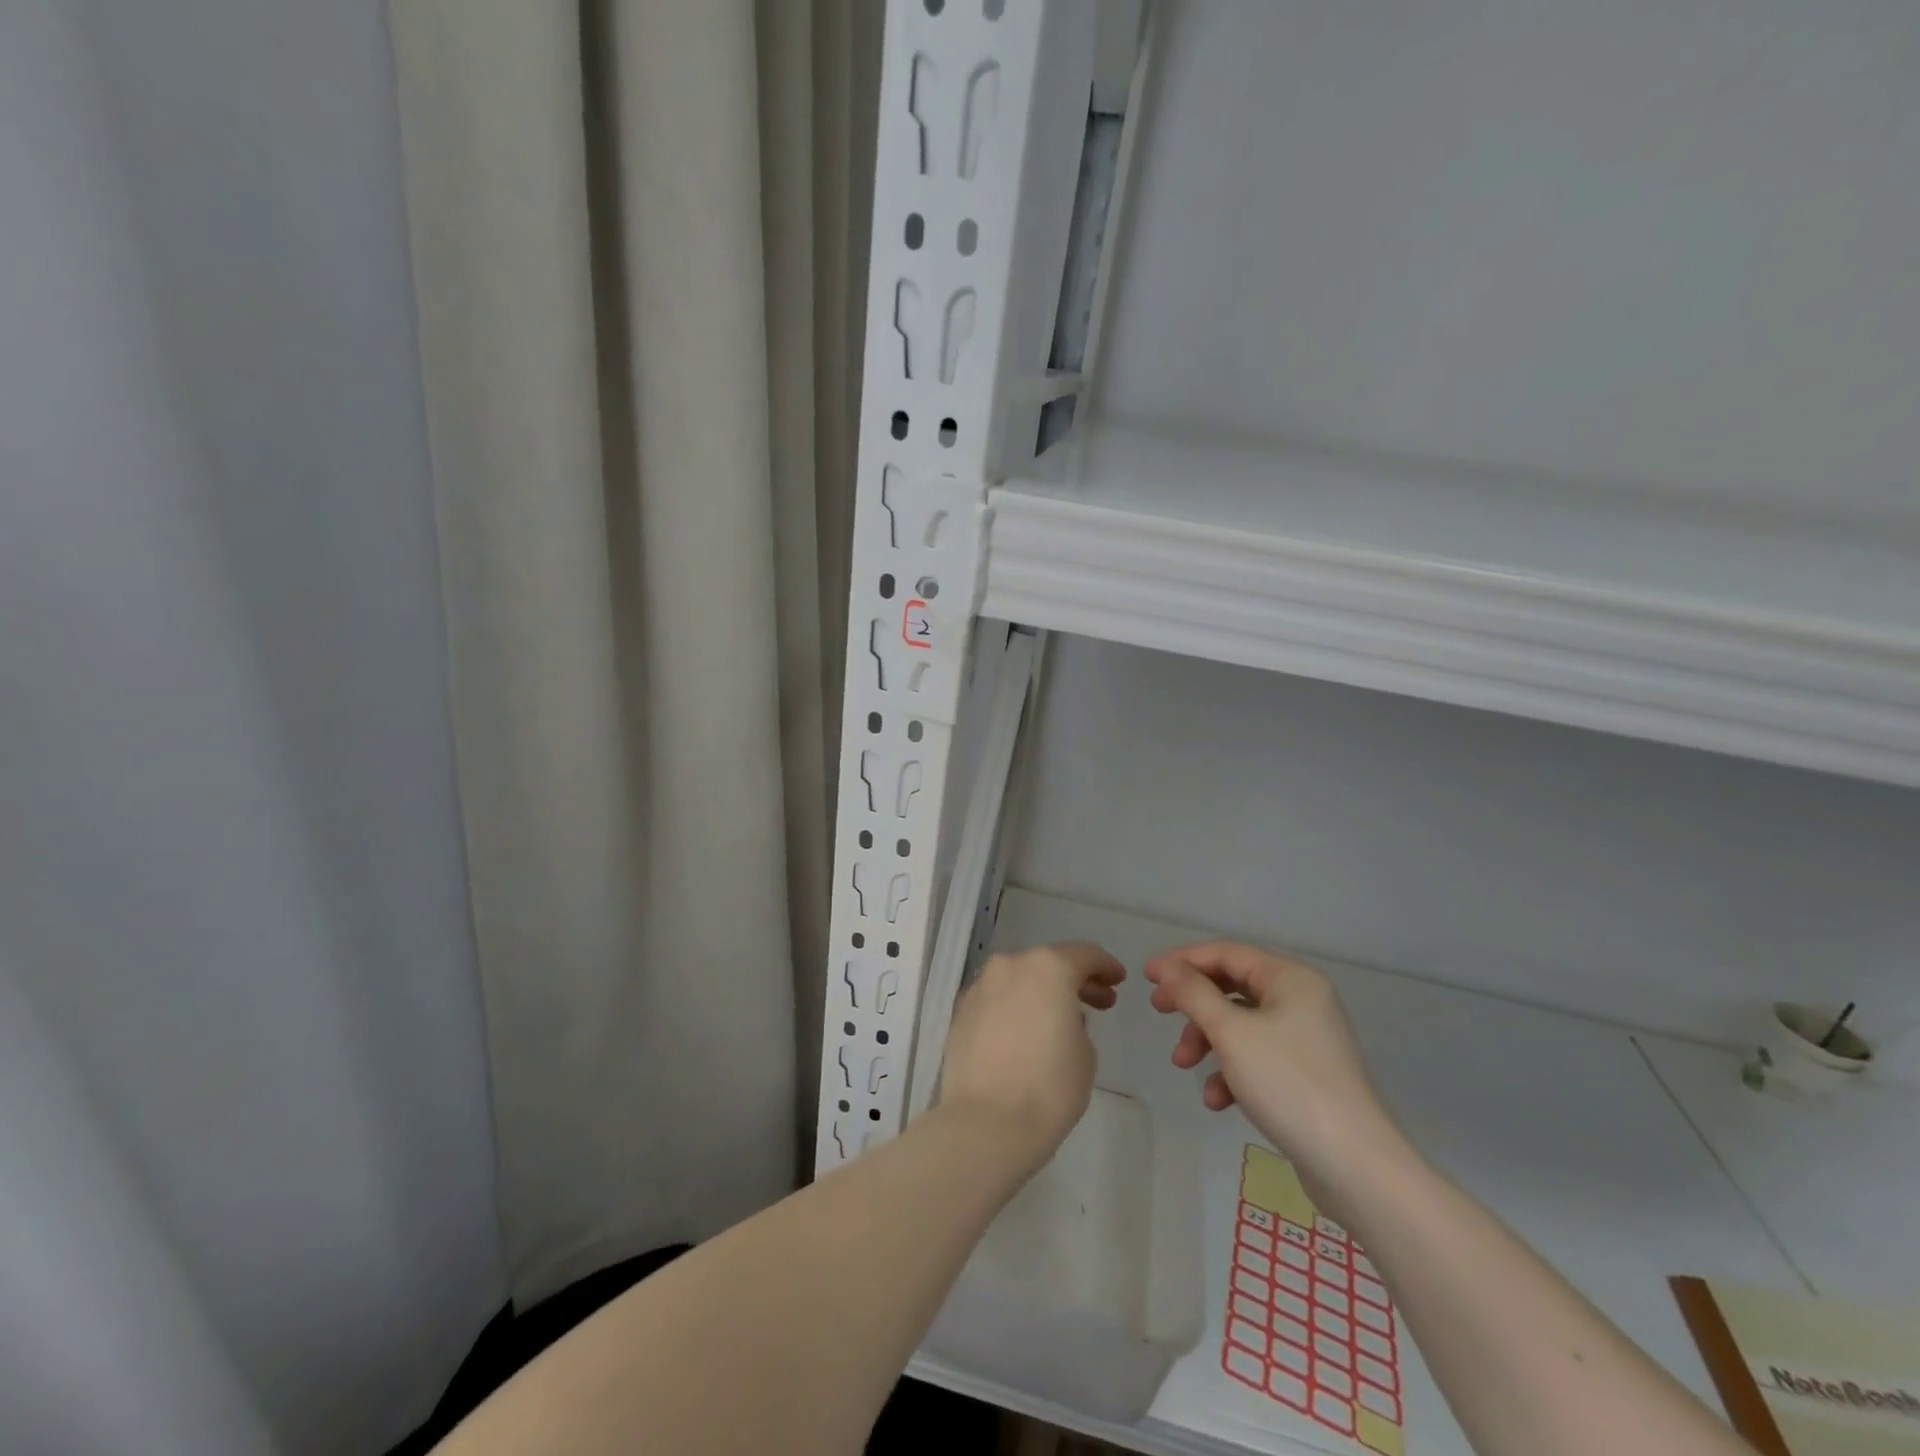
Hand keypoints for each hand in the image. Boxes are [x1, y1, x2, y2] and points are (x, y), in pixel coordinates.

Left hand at [940, 941, 1124, 1170]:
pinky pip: (997, 1000)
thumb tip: (1062, 1017)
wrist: (986, 1122)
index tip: (1117, 980)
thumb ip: (1078, 1023)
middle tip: (1099, 1002)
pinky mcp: (961, 1011)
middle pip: (1048, 963)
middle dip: (1074, 980)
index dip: (1105, 966)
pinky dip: (1014, 1007)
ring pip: (1018, 979)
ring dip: (1040, 992)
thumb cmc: (1049, 1086)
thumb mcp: (1085, 1053)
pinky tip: (1024, 1032)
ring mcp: (981, 986)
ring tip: (1059, 1019)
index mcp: (1048, 967)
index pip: (1084, 955)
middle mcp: (1010, 966)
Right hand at [1145, 942, 1405, 1198]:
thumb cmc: (1288, 1083)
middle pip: (1231, 987)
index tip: (1146, 976)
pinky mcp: (1304, 1074)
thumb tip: (1165, 967)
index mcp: (1291, 979)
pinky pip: (1256, 1057)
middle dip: (1193, 1004)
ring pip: (1240, 1025)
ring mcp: (1305, 1038)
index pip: (1226, 953)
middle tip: (1159, 1012)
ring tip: (1184, 1066)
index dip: (1183, 961)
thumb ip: (1193, 993)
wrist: (1354, 1166)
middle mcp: (1301, 1000)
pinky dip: (1231, 1071)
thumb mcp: (1230, 1032)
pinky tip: (1217, 1100)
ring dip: (1207, 1041)